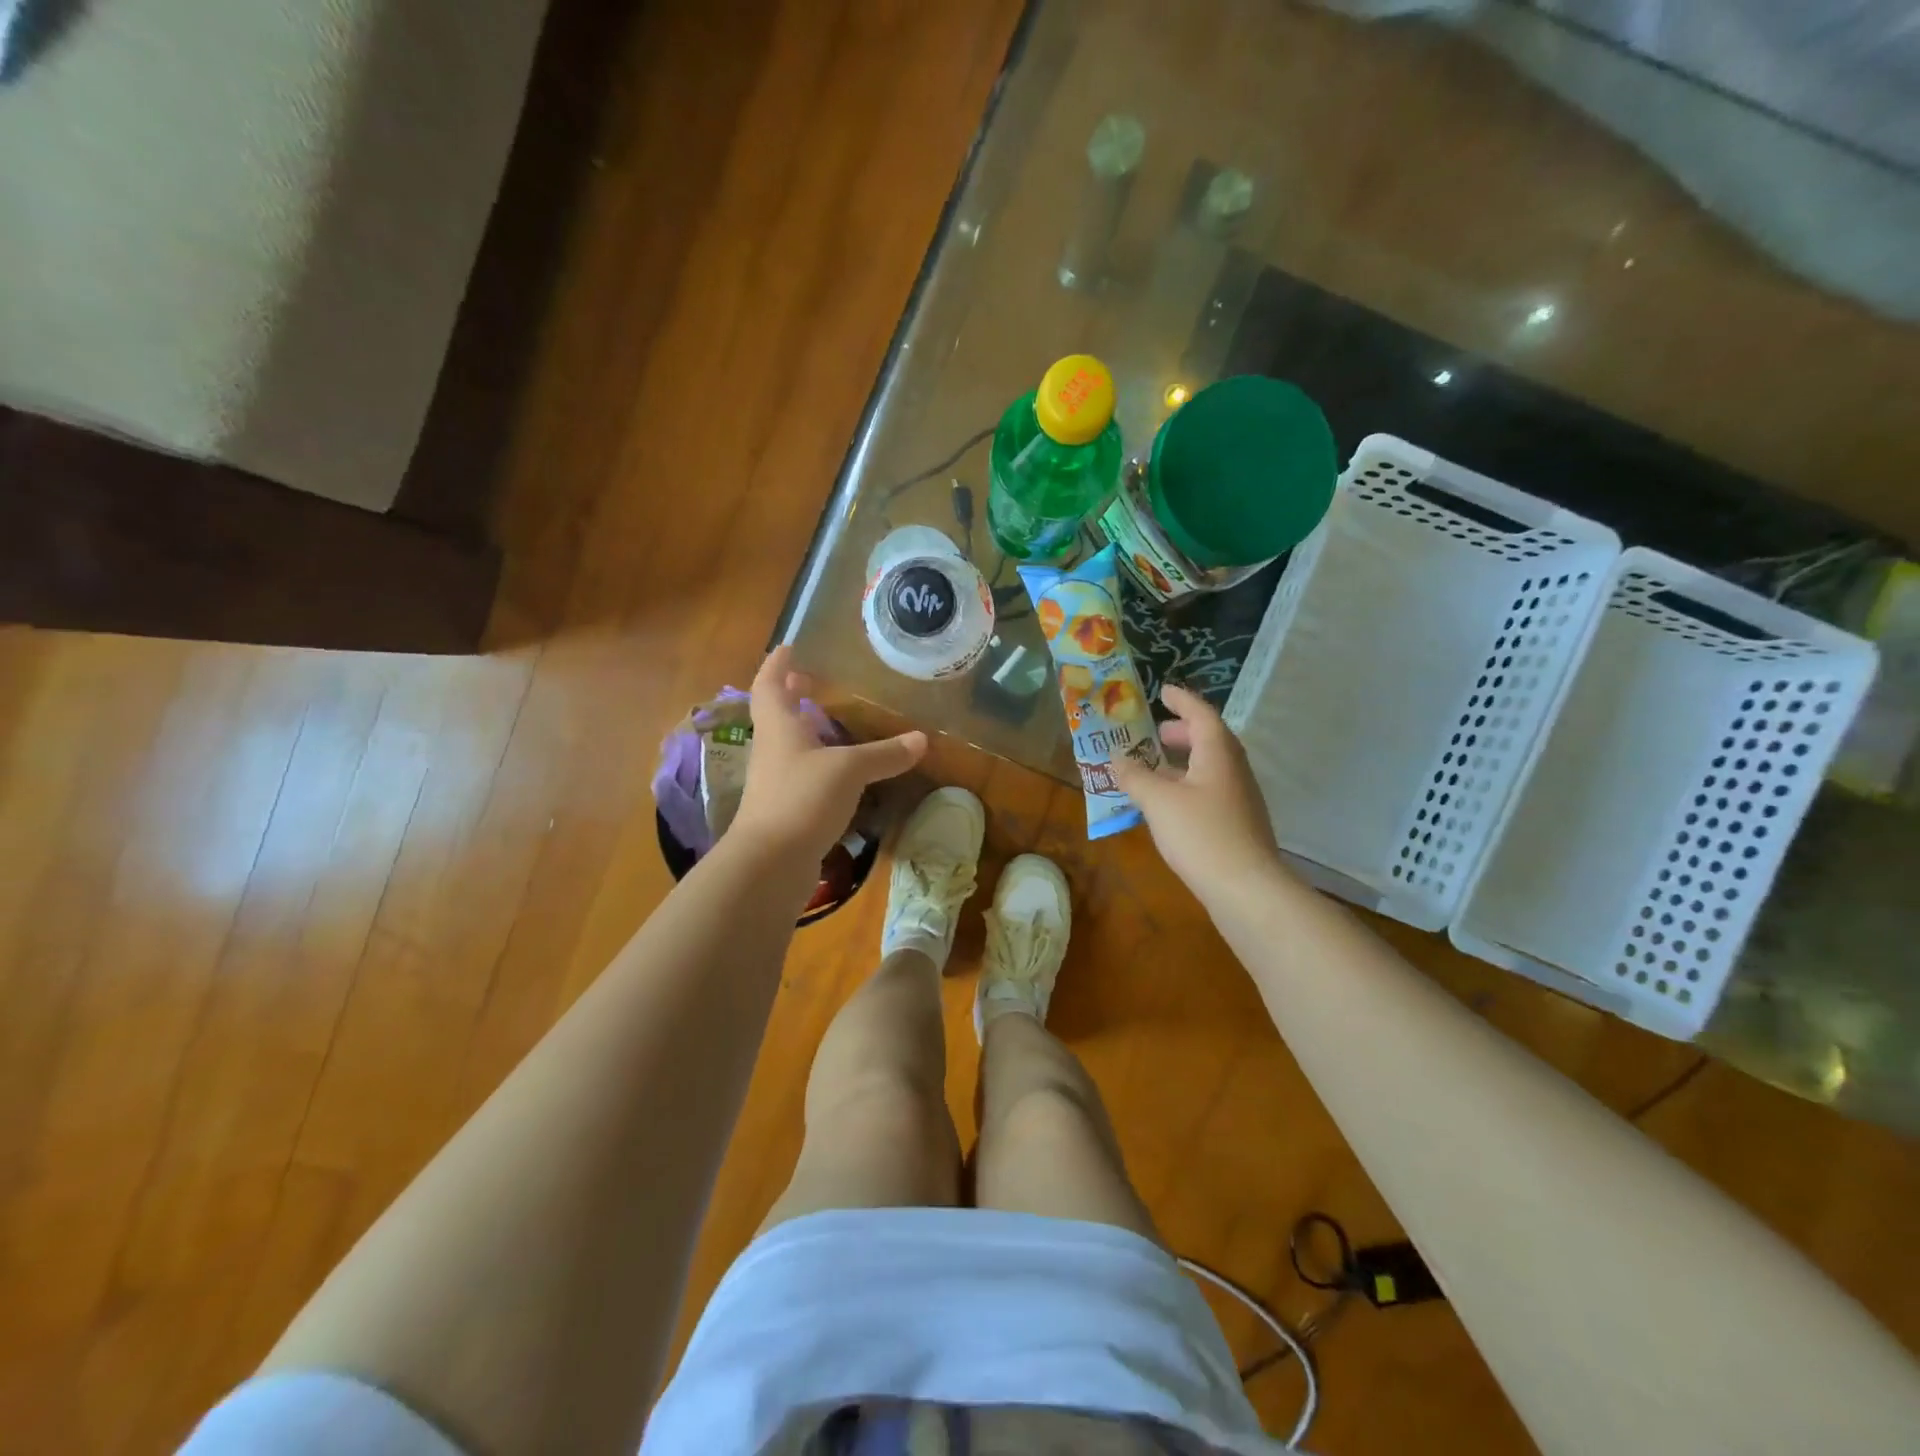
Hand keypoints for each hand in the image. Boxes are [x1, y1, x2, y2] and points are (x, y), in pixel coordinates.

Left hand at [730, 647, 927, 864]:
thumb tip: (921, 739)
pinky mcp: (784, 808)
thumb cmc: (802, 798)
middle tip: (809, 681)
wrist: (770, 861)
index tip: (789, 648)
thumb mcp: (850, 770)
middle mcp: (772, 749)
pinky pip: (800, 774)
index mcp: (779, 726)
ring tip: (831, 722)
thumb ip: (884, 754)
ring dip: (804, 730)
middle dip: (790, 695)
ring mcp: (774, 781)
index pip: (769, 684)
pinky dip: (817, 763)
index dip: (778, 664)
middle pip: (776, 714)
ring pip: (788, 745)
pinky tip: (838, 771)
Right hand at [1112, 684, 1283, 908]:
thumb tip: (1116, 757)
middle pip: (1210, 740)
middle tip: (1157, 732)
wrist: (1246, 889)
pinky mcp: (1238, 824)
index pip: (1202, 715)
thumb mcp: (1158, 801)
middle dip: (1183, 732)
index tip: (1163, 691)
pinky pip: (1210, 790)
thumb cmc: (1201, 834)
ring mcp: (1240, 799)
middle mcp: (1233, 771)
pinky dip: (1188, 784)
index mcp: (1218, 754)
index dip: (1182, 701)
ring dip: (1185, 760)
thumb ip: (1135, 776)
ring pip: (1211, 767)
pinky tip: (1169, 804)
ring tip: (1156, 767)